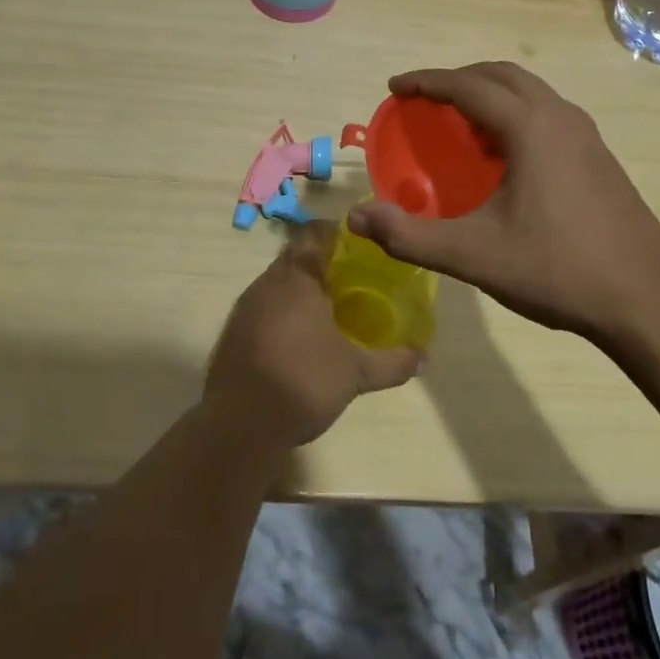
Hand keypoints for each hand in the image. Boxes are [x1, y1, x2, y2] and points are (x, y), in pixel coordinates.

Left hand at [205, 221, 423, 448]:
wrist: (239, 425)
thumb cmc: (303, 382)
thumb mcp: (356, 374)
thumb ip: (392, 362)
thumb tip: (425, 358)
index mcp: (297, 276)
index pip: (315, 233)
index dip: (337, 234)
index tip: (360, 247)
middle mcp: (268, 282)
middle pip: (296, 257)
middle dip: (323, 265)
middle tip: (352, 281)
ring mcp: (246, 306)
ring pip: (279, 283)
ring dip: (301, 290)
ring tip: (330, 310)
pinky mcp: (234, 332)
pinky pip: (264, 307)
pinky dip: (283, 313)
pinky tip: (300, 339)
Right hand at [348, 62, 659, 340]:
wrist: (647, 299)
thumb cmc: (557, 269)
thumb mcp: (474, 255)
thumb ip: (410, 235)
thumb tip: (356, 217)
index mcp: (530, 126)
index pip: (468, 86)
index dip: (427, 82)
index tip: (396, 87)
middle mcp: (560, 116)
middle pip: (501, 75)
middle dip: (459, 79)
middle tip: (425, 100)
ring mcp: (586, 134)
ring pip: (529, 92)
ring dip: (490, 93)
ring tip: (460, 122)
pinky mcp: (599, 155)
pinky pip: (547, 113)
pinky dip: (515, 113)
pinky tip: (503, 156)